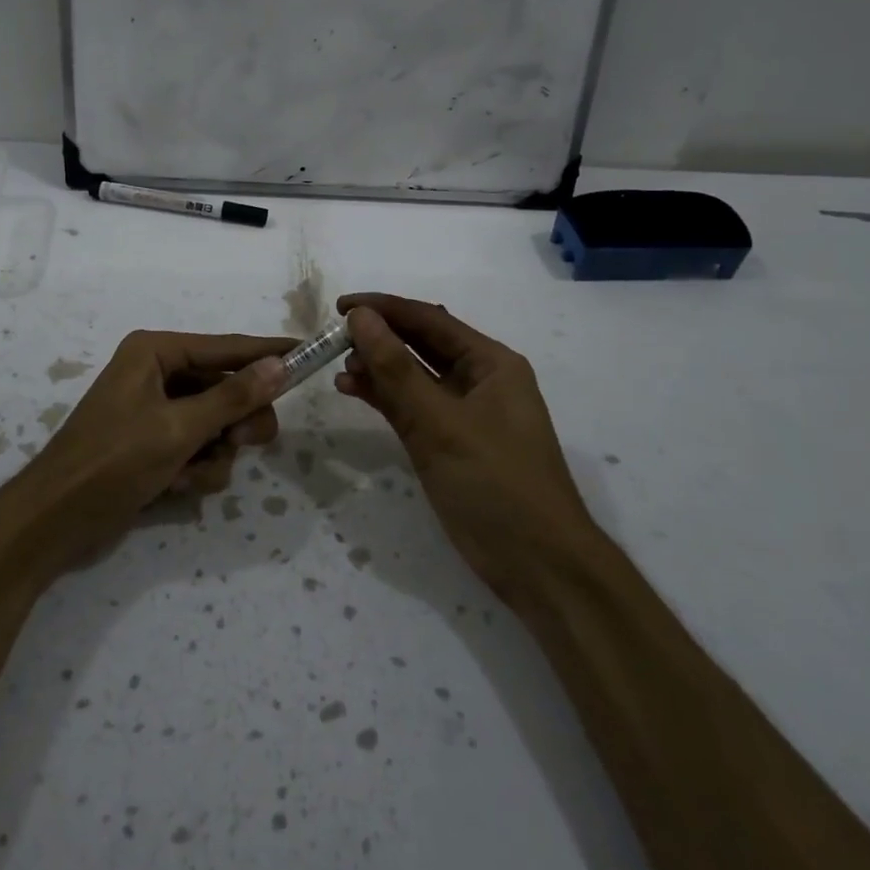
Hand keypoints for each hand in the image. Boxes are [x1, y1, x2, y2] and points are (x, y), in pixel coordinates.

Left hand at [0, 331, 291, 579]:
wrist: (55, 521)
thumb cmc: (113, 462)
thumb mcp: (178, 428)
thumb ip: (233, 397)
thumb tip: (280, 365)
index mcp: (156, 353)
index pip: (227, 347)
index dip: (269, 352)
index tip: (309, 352)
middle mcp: (157, 374)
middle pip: (227, 388)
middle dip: (236, 421)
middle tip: (242, 442)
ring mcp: (157, 412)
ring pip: (218, 424)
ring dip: (214, 453)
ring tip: (190, 473)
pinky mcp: (155, 445)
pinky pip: (199, 448)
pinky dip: (197, 469)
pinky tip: (176, 487)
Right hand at [334, 293, 595, 588]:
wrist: (537, 565)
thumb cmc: (496, 483)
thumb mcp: (441, 422)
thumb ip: (397, 369)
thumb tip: (360, 317)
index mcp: (491, 363)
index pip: (430, 320)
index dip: (384, 308)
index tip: (340, 304)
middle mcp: (477, 379)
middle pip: (420, 344)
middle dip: (378, 336)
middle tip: (332, 335)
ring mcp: (461, 413)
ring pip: (411, 376)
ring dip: (377, 367)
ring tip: (337, 364)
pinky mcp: (447, 442)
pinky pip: (409, 407)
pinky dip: (382, 397)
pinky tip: (351, 389)